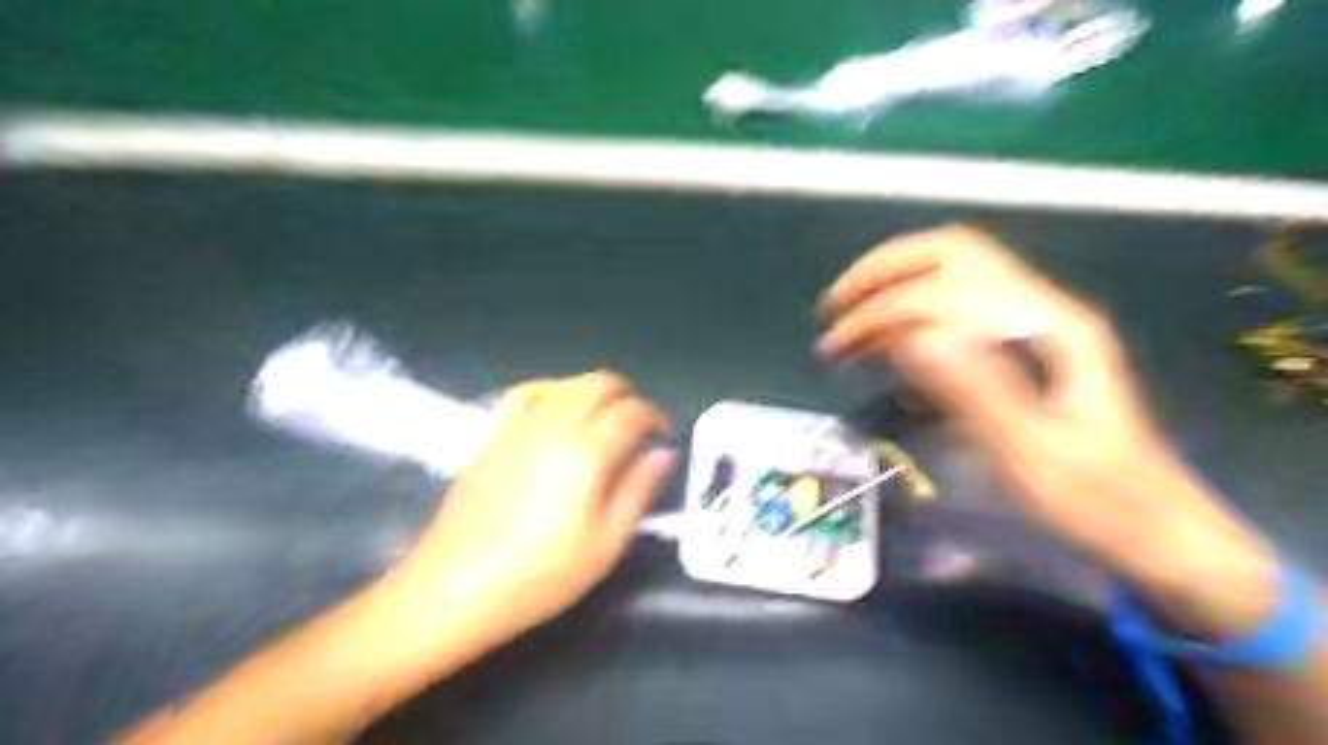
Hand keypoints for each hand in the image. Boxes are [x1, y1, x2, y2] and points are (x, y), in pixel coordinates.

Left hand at [383, 372, 675, 650]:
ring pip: (565, 383)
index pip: (632, 412)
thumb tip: (663, 454)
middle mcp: (555, 425)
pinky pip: (526, 393)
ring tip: (603, 418)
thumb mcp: (605, 543)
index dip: (655, 417)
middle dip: (627, 395)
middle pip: (599, 384)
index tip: (663, 436)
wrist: (456, 587)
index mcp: (587, 451)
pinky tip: (554, 409)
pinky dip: (551, 391)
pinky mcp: (493, 435)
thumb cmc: (540, 574)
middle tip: (639, 424)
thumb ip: (638, 491)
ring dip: (593, 391)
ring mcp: (519, 426)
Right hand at [821, 227, 1285, 638]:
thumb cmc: (1092, 501)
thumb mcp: (1031, 454)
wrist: (1150, 530)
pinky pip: (952, 313)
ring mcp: (1030, 328)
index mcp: (1049, 327)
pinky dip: (908, 319)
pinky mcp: (1017, 353)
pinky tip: (883, 350)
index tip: (839, 346)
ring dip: (890, 293)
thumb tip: (910, 337)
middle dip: (882, 272)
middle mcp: (1040, 311)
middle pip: (950, 255)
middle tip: (834, 308)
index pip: (950, 284)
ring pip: (948, 278)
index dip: (886, 307)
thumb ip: (974, 389)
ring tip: (845, 331)